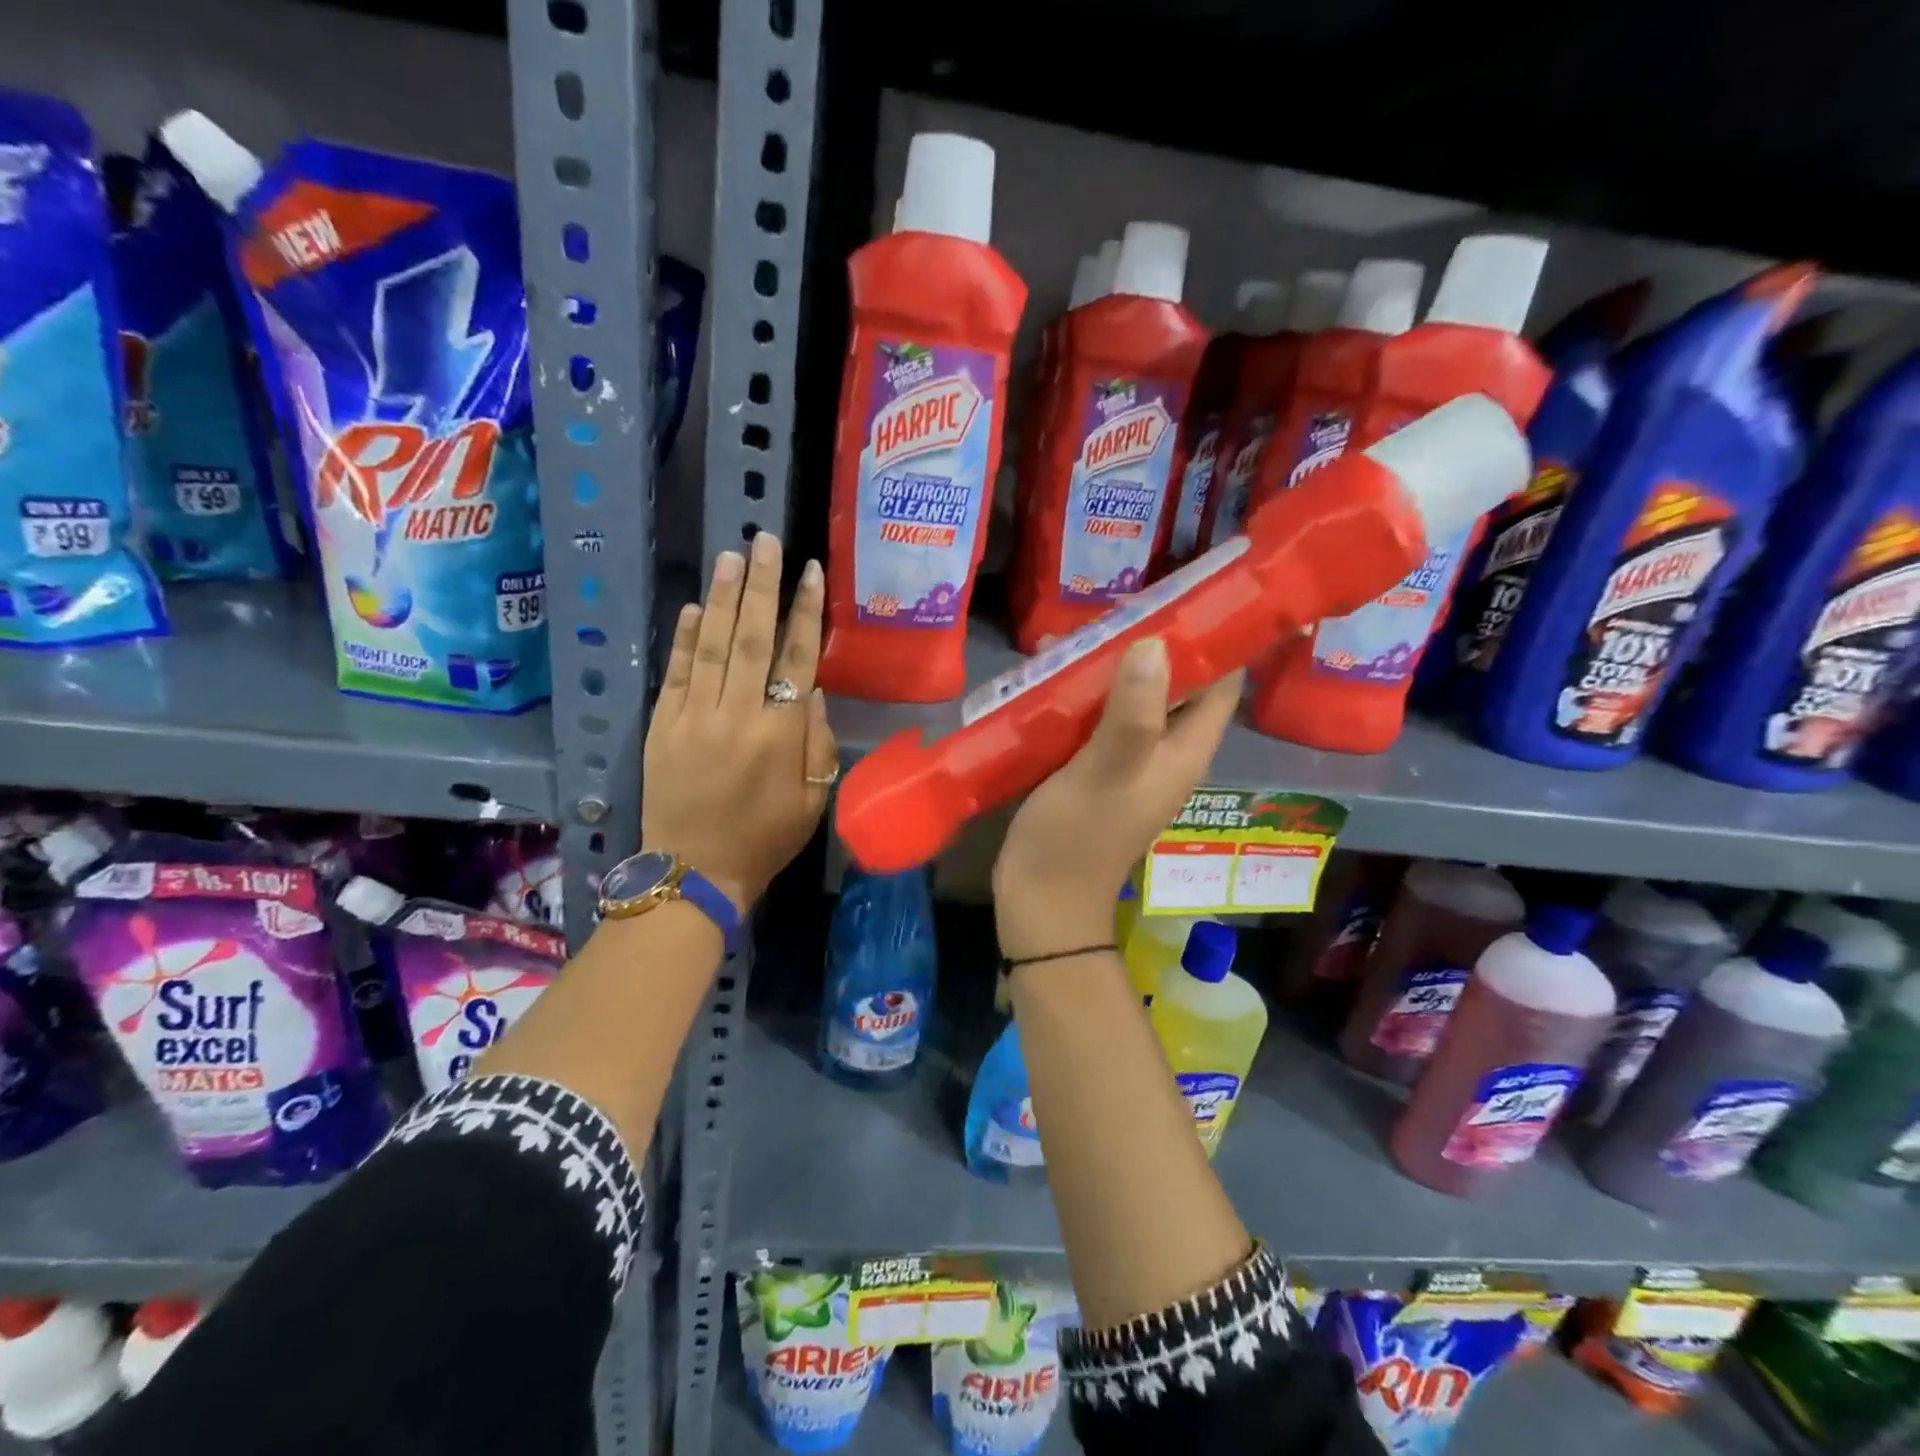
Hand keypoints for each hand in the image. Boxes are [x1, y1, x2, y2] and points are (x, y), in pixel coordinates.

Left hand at [642, 532, 838, 910]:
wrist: (694, 872)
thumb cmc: (765, 840)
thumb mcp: (813, 801)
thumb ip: (817, 742)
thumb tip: (813, 689)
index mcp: (781, 734)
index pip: (797, 658)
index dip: (806, 612)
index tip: (811, 573)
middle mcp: (738, 715)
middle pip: (754, 638)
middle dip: (763, 586)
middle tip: (766, 541)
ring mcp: (695, 717)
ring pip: (714, 646)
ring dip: (725, 599)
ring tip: (733, 556)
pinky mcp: (663, 726)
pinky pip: (677, 673)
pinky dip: (687, 638)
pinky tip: (697, 607)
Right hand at [992, 639, 1240, 959]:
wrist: (1040, 903)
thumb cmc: (1074, 839)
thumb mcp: (1105, 771)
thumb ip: (1132, 712)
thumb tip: (1155, 643)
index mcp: (1184, 750)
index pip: (1222, 682)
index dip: (1213, 638)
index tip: (1182, 595)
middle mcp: (1165, 752)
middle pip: (1175, 684)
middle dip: (1150, 644)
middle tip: (1114, 608)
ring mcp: (1129, 762)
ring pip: (1132, 698)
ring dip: (1110, 667)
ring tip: (1073, 633)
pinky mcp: (1094, 770)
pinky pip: (1098, 719)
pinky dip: (1082, 693)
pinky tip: (1049, 673)